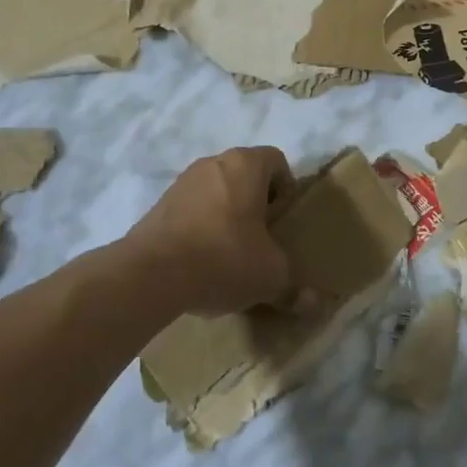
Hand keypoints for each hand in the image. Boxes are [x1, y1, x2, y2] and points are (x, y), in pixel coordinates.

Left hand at [121, 147, 296, 317]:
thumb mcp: (270, 276)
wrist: (149, 274)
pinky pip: (191, 210)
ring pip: (215, 191)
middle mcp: (212, 163)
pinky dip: (200, 227)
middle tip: (262, 237)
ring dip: (226, 214)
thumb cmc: (224, 258)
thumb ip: (294, 286)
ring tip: (230, 253)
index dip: (286, 187)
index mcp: (245, 165)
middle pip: (244, 174)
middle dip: (256, 202)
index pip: (276, 160)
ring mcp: (181, 183)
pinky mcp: (158, 206)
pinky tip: (201, 261)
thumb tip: (317, 305)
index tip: (284, 220)